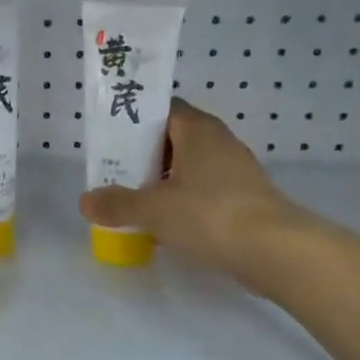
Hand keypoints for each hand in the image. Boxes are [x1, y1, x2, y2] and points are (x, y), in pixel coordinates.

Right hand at [78, 99, 315, 293]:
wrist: (275, 251)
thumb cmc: (209, 214)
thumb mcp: (153, 209)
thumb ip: (116, 203)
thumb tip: (85, 201)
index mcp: (197, 129)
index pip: (161, 109)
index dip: (134, 121)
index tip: (110, 140)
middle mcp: (218, 142)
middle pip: (172, 139)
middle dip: (143, 156)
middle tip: (114, 173)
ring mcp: (235, 171)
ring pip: (188, 167)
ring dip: (162, 181)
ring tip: (133, 200)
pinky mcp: (244, 199)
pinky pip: (203, 191)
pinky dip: (182, 201)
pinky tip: (165, 223)